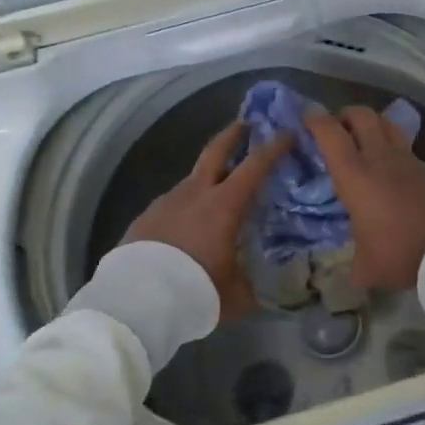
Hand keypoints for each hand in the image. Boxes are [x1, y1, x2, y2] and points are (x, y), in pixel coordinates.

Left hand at [122, 121, 291, 322]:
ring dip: (209, 174)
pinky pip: (175, 201)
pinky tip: (189, 221)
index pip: (255, 165)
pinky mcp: (147, 216)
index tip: (287, 133)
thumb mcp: (235, 295)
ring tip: (220, 187)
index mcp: (224, 205)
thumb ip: (256, 286)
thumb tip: (275, 290)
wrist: (136, 301)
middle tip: (247, 123)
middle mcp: (196, 193)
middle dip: (234, 134)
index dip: (274, 147)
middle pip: (216, 151)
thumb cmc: (195, 291)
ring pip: (193, 178)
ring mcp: (168, 201)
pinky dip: (188, 202)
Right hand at [305, 107, 424, 291]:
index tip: (308, 119)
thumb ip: (357, 265)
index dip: (316, 121)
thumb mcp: (369, 267)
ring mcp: (408, 160)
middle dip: (345, 115)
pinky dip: (393, 147)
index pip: (331, 134)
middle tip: (337, 128)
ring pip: (387, 124)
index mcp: (355, 175)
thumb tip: (357, 273)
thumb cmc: (401, 251)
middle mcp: (380, 158)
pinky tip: (390, 168)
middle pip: (362, 116)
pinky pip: (405, 147)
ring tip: (364, 140)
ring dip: (372, 124)